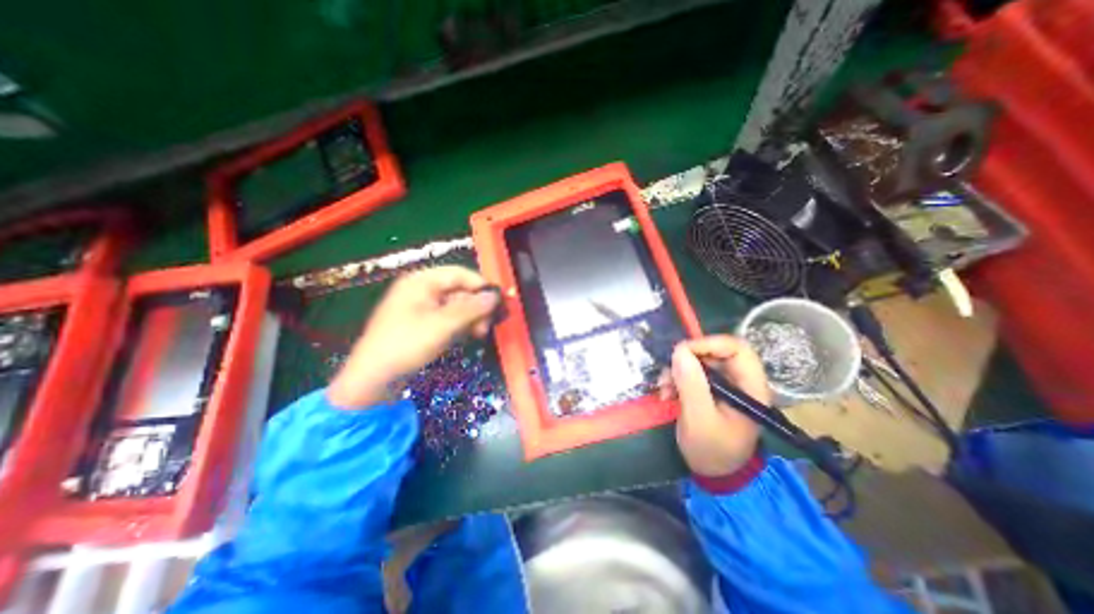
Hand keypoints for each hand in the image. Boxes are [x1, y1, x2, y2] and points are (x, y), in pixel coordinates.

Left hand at [328, 266, 499, 409]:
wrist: (373, 378)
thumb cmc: (407, 344)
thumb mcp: (443, 325)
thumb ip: (472, 308)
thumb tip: (496, 295)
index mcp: (421, 281)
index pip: (459, 274)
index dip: (480, 286)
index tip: (498, 302)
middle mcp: (422, 290)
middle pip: (459, 290)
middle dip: (477, 306)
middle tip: (488, 325)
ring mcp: (421, 307)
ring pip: (456, 306)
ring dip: (471, 318)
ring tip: (480, 334)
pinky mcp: (422, 324)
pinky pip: (448, 318)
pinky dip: (461, 326)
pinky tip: (468, 336)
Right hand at [657, 335, 767, 474]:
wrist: (713, 474)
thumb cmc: (712, 450)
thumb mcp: (699, 419)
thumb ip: (691, 385)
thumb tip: (679, 351)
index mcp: (750, 387)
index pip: (736, 348)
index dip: (708, 343)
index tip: (681, 353)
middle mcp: (739, 381)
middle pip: (714, 352)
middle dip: (687, 360)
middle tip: (668, 374)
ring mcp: (724, 385)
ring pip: (699, 361)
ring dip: (677, 370)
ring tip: (664, 389)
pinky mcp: (710, 390)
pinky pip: (692, 372)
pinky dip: (676, 378)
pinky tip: (667, 393)